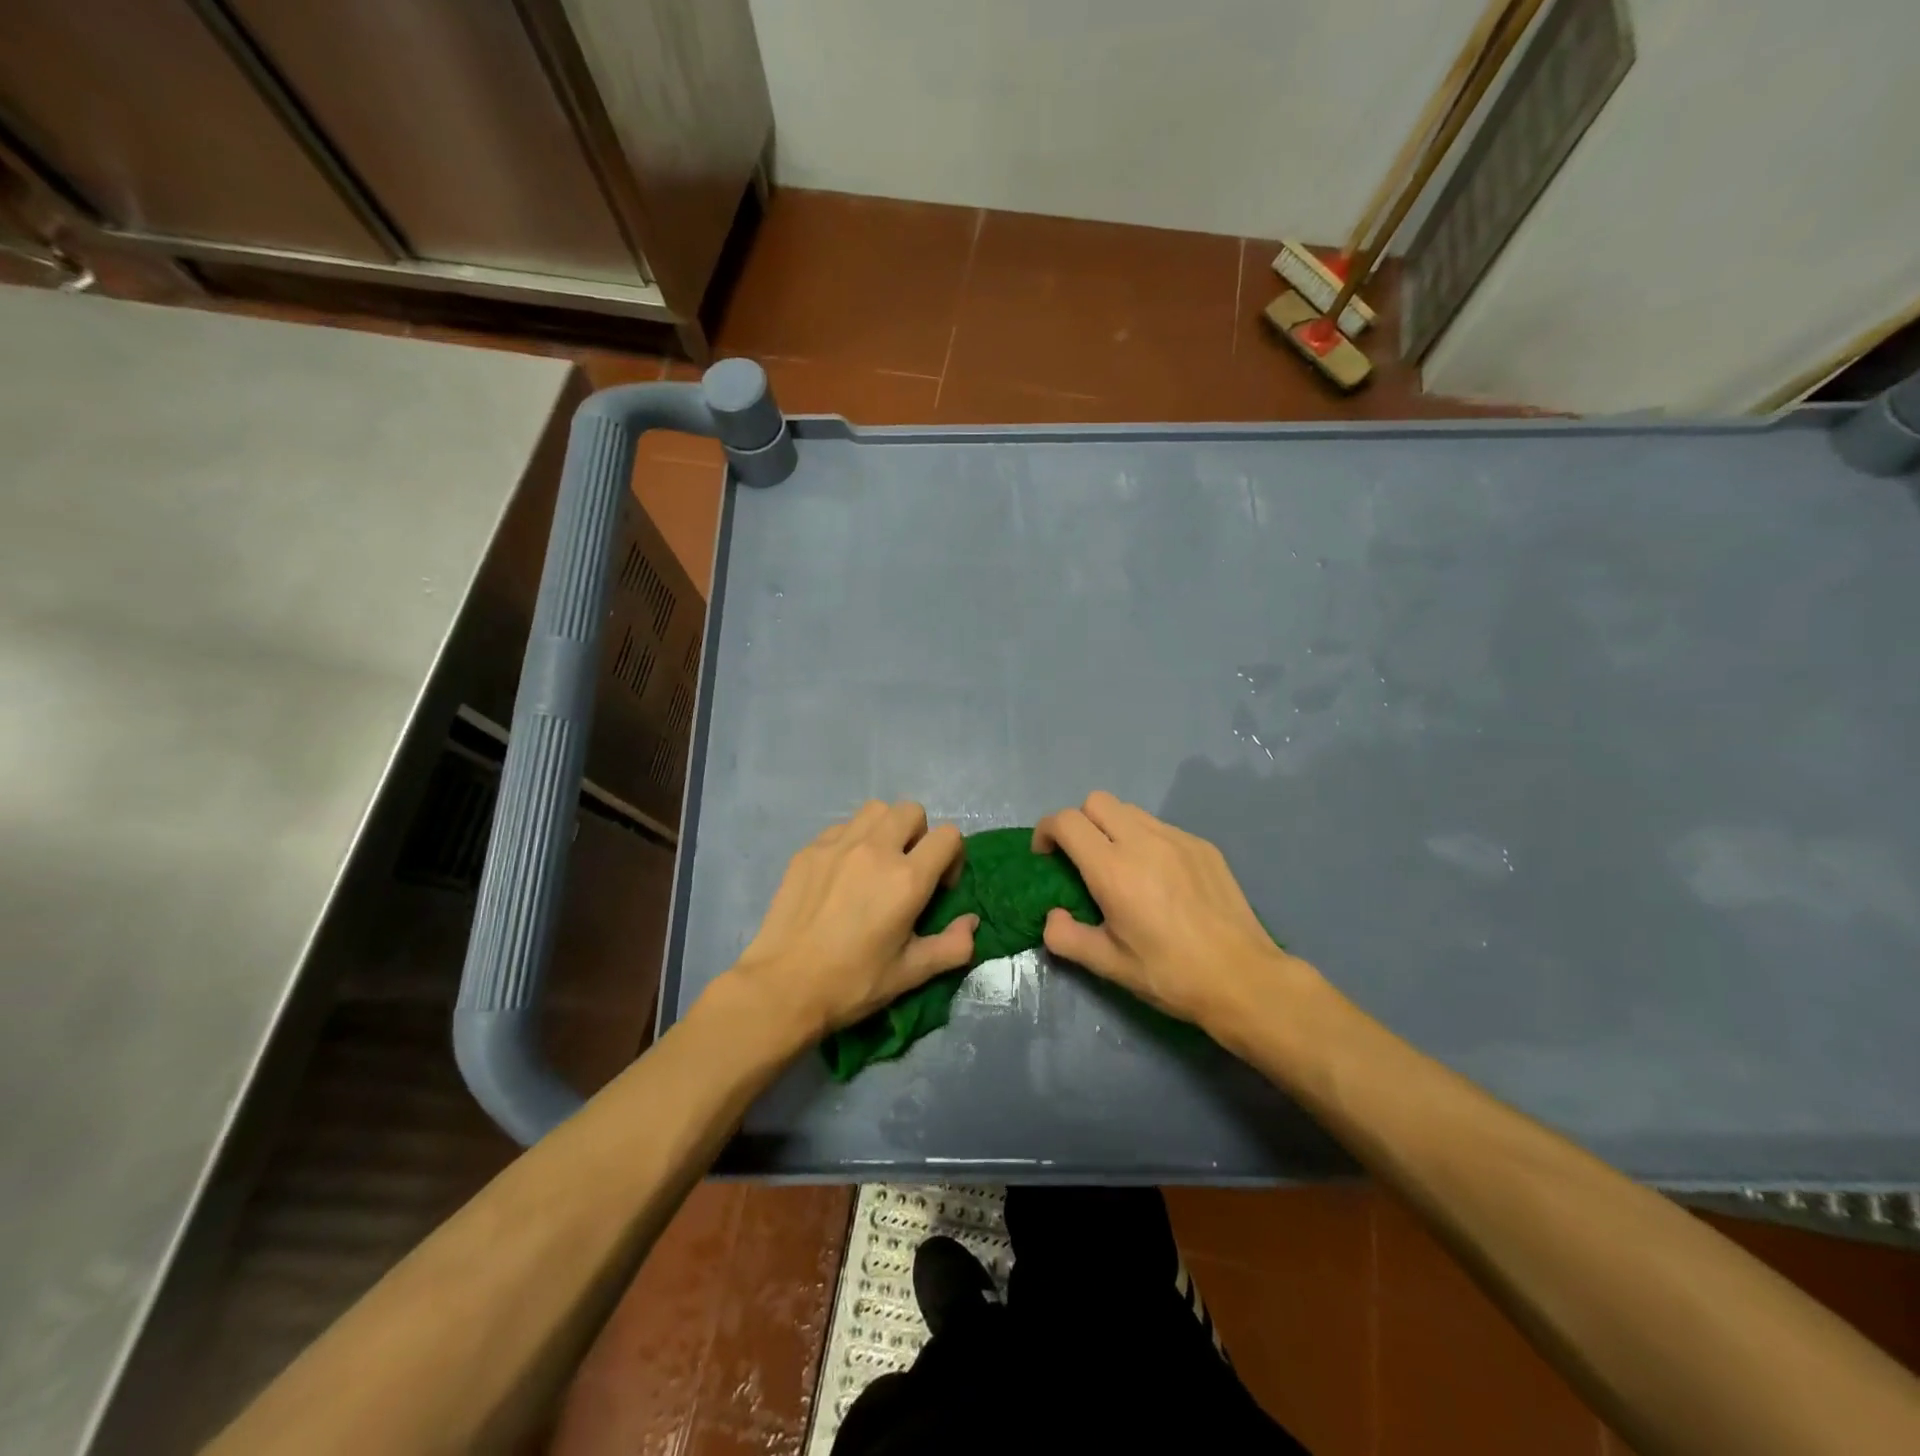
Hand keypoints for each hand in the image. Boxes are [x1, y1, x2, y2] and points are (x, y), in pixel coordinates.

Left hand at [726, 801, 976, 1040]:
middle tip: (907, 870)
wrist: (782, 988)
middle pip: (911, 811)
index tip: (938, 888)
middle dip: (919, 835)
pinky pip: (841, 827)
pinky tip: (842, 874)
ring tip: (876, 864)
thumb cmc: (852, 983)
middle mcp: (875, 850)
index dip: (952, 858)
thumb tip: (971, 923)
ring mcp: (838, 845)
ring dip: (885, 829)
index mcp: (906, 879)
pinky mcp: (809, 850)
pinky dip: (852, 841)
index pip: (948, 836)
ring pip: (875, 810)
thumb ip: (951, 946)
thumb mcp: (911, 973)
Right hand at [1033, 791, 1313, 1029]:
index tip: (1046, 856)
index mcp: (1113, 869)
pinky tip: (1158, 877)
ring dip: (1112, 827)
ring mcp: (1177, 839)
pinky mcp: (1203, 846)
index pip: (1066, 821)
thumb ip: (1066, 937)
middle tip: (1081, 858)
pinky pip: (1161, 826)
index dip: (1046, 831)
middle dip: (1079, 822)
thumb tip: (1052, 917)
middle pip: (1096, 801)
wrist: (1243, 978)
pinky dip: (1145, 840)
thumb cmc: (1169, 974)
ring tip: (1120, 865)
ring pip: (1130, 810)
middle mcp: (1143, 841)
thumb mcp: (1108, 965)